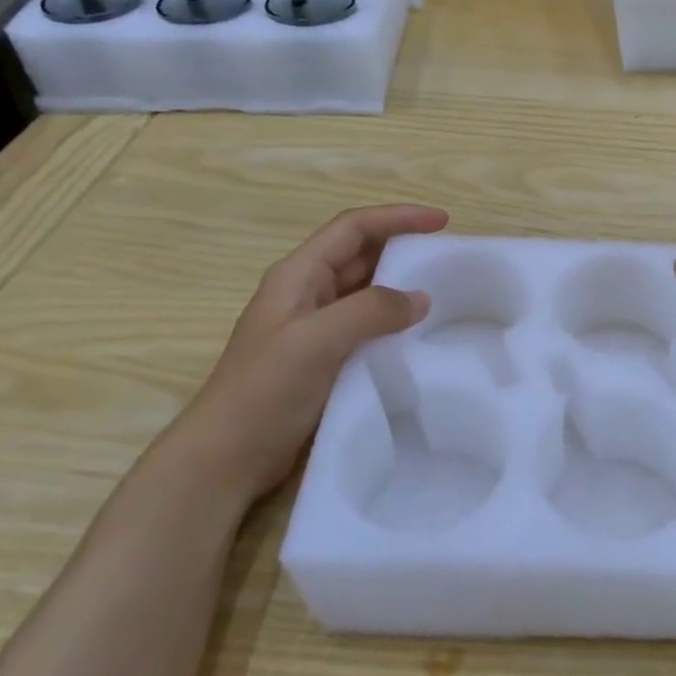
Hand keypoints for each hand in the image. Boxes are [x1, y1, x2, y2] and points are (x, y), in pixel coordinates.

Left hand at [146, 203, 448, 507]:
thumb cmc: (264, 391)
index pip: (353, 228)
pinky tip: (418, 336)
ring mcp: (314, 329)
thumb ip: (370, 311)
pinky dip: (393, 322)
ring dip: (400, 286)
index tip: (442, 221)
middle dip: (402, 247)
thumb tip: (421, 298)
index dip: (397, 217)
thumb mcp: (316, 341)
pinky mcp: (324, 360)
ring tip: (443, 292)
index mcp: (298, 276)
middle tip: (448, 257)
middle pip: (360, 255)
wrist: (227, 457)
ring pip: (365, 292)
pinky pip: (367, 328)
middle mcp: (307, 294)